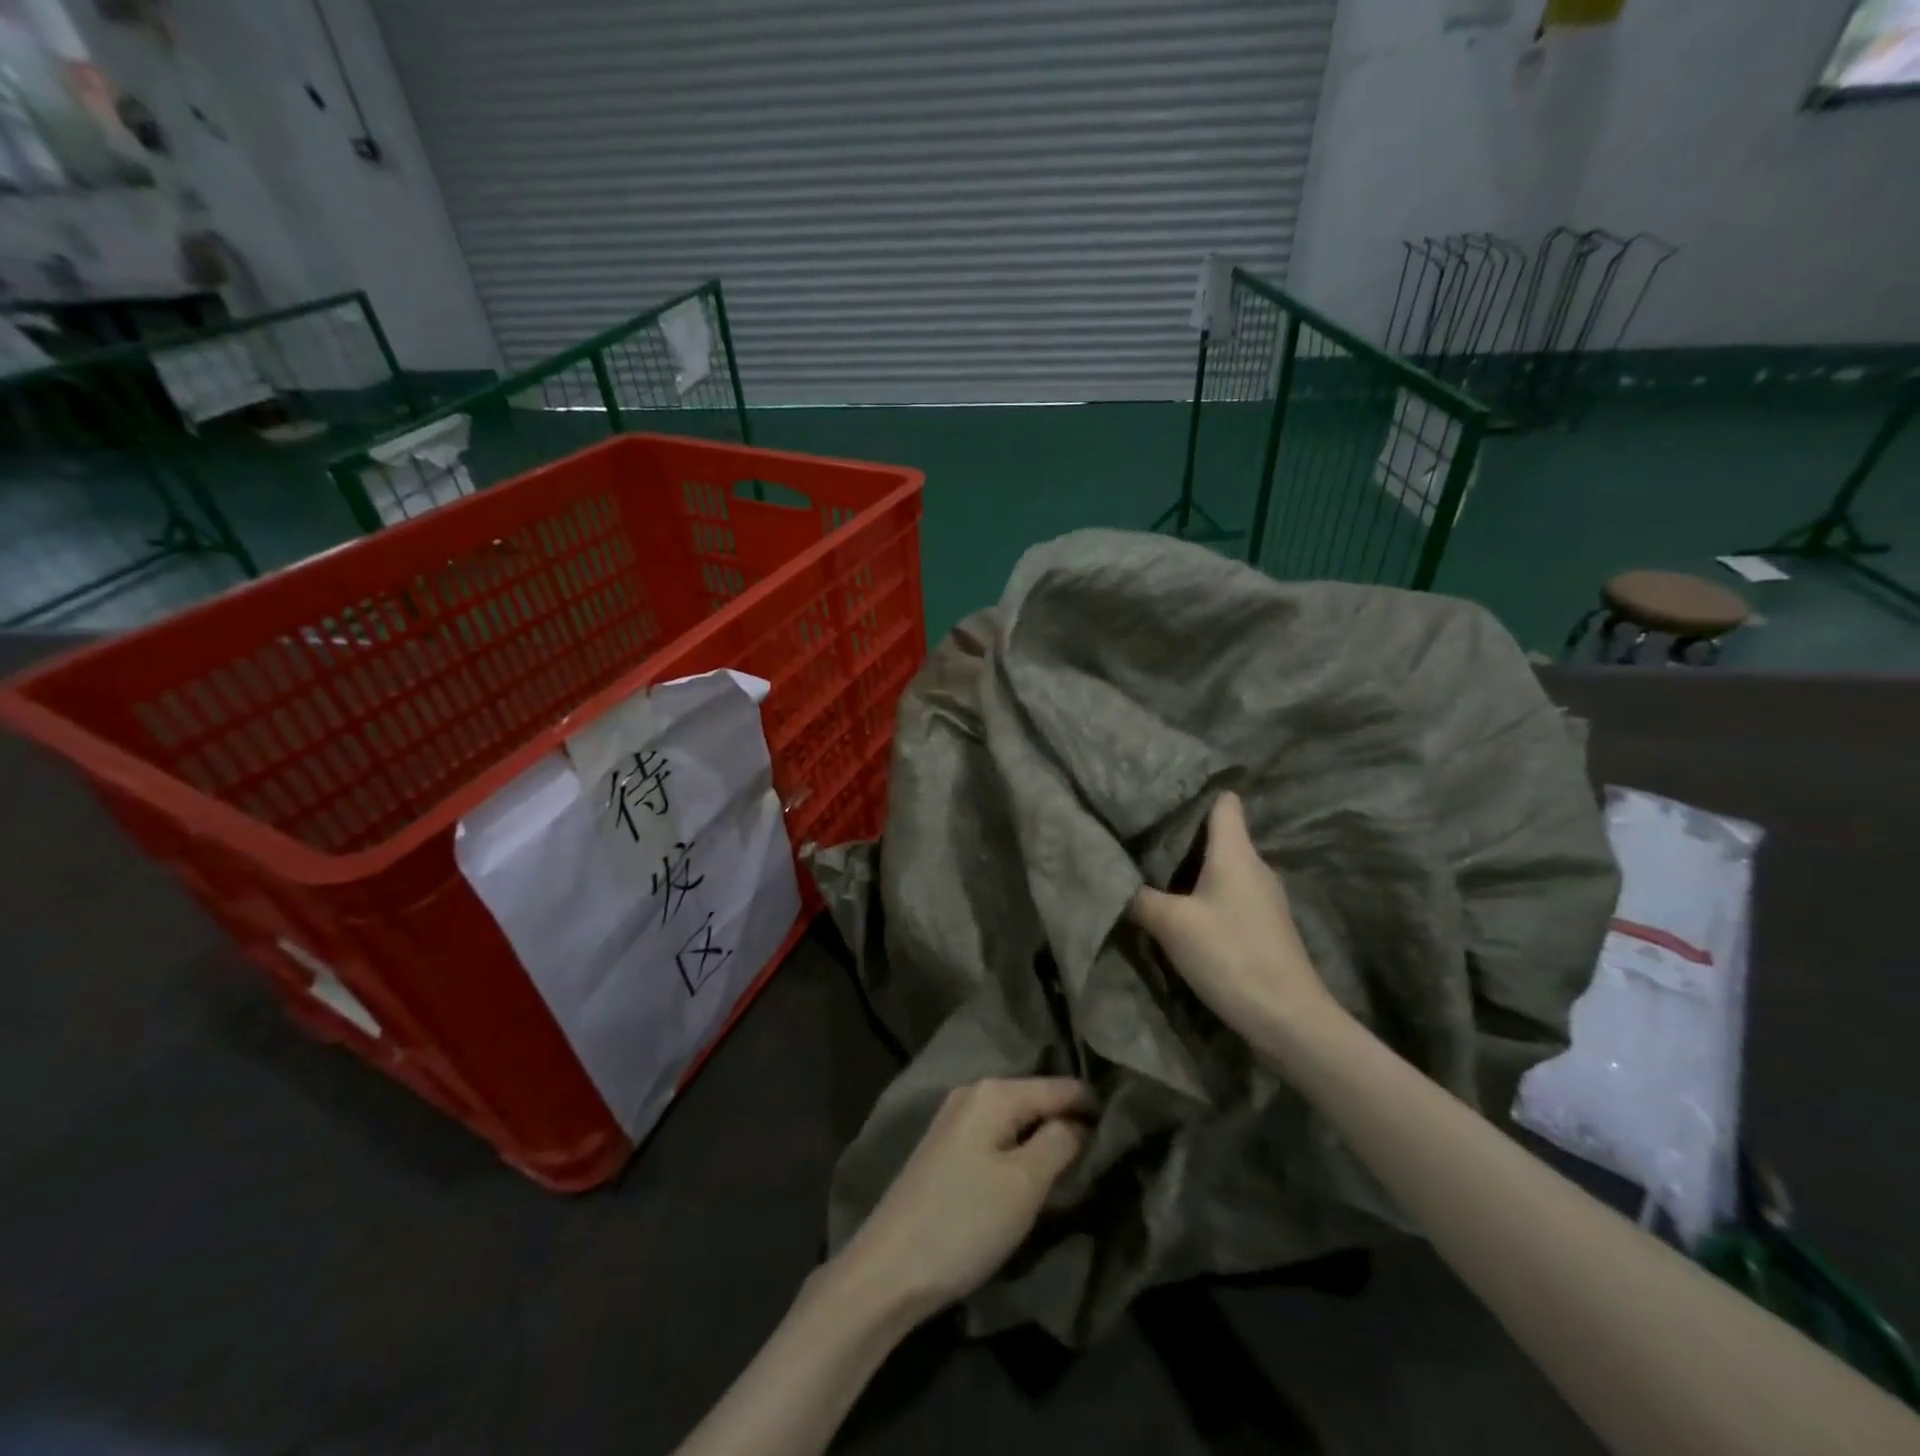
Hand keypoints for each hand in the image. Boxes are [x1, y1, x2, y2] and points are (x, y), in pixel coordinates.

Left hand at [837, 1078, 1089, 1318]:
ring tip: (1079, 1159)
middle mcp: (973, 1092)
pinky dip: (1020, 1147)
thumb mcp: (1024, 1184)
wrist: (888, 1268)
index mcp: (995, 1092)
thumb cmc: (964, 1221)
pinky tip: (1034, 1168)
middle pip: (1037, 1098)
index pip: (1060, 1087)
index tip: (1129, 1126)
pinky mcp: (946, 1147)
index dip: (1095, 1106)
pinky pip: (997, 1134)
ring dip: (1045, 1136)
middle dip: (1069, 1119)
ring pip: (1017, 1118)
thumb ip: (1060, 1143)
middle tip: (1108, 1147)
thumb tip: (1082, 1121)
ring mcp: (955, 1118)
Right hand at [1129, 792, 1341, 1043]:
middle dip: (1181, 833)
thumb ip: (1138, 896)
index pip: (1224, 801)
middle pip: (1219, 834)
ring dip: (1190, 868)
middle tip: (1139, 835)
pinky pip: (1227, 894)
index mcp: (1237, 852)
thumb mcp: (1172, 924)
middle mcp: (1254, 867)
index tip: (1159, 797)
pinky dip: (1203, 894)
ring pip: (1222, 866)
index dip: (1195, 794)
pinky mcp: (1263, 926)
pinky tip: (1179, 910)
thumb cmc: (1231, 955)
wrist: (1288, 1019)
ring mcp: (1263, 898)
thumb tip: (1111, 877)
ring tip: (1150, 870)